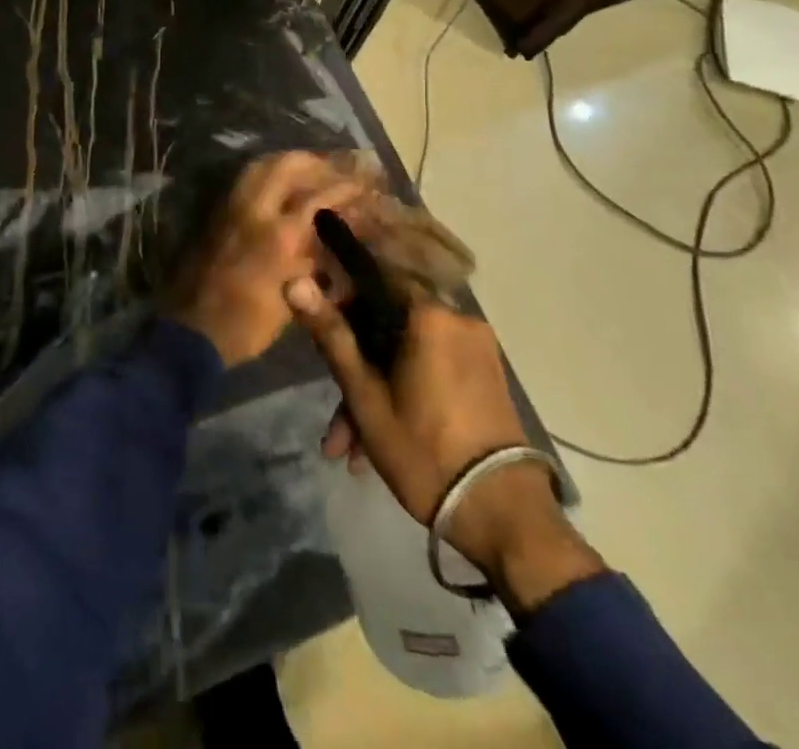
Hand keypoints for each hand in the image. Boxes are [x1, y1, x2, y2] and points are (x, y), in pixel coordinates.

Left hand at [168, 152, 364, 366]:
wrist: (192, 330)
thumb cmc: (248, 325)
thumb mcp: (293, 299)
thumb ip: (313, 262)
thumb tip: (333, 242)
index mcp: (279, 235)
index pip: (318, 196)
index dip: (345, 186)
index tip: (363, 183)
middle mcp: (254, 210)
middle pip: (287, 165)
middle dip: (314, 162)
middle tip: (334, 169)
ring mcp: (230, 207)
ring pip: (260, 166)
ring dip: (287, 163)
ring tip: (308, 171)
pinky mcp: (216, 212)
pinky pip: (244, 180)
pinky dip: (266, 174)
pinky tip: (279, 185)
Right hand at [286, 283, 602, 608]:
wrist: (504, 517)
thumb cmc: (424, 450)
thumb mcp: (365, 396)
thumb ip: (331, 335)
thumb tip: (294, 282)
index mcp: (429, 315)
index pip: (373, 280)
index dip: (341, 301)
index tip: (320, 334)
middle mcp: (457, 319)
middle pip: (389, 326)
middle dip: (356, 367)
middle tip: (333, 415)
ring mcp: (476, 349)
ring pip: (408, 354)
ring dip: (376, 392)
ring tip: (349, 448)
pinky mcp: (485, 376)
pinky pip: (432, 369)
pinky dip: (405, 394)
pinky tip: (378, 444)